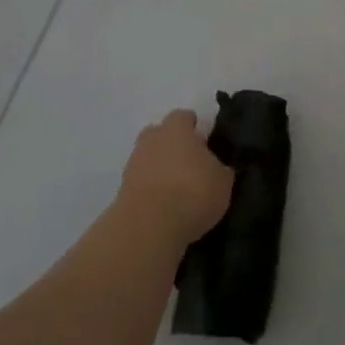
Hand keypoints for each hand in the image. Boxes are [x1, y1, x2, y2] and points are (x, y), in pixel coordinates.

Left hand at [118, 109, 234, 246]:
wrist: (149, 227)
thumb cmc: (192, 192)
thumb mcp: (223, 181)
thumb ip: (220, 168)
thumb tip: (217, 168)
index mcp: (176, 129)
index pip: (183, 117)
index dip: (194, 127)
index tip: (205, 141)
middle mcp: (151, 140)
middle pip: (160, 134)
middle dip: (172, 145)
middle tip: (190, 164)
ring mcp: (133, 165)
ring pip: (149, 159)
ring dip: (160, 169)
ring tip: (179, 190)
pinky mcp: (122, 191)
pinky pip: (141, 183)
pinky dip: (151, 190)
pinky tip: (165, 206)